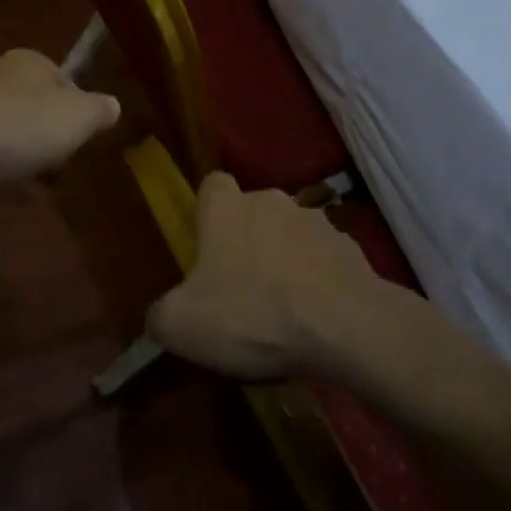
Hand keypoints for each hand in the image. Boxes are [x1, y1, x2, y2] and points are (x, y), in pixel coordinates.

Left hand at [0, 48, 120, 184]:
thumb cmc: (22, 125)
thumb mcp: (78, 118)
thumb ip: (100, 110)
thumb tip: (113, 104)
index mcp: (33, 59)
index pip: (67, 82)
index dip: (78, 112)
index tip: (78, 140)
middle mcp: (0, 69)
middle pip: (38, 103)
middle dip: (48, 131)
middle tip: (56, 161)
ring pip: (11, 122)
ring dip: (22, 147)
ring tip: (28, 175)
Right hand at [147, 173, 387, 381]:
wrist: (343, 325)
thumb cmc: (251, 313)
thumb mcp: (182, 325)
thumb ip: (160, 315)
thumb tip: (159, 316)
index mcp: (227, 206)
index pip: (212, 186)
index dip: (208, 213)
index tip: (207, 248)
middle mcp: (271, 200)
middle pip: (252, 212)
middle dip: (247, 242)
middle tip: (241, 289)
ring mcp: (316, 220)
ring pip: (290, 234)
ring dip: (285, 260)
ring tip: (283, 309)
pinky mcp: (350, 248)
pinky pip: (324, 259)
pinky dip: (318, 280)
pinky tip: (316, 318)